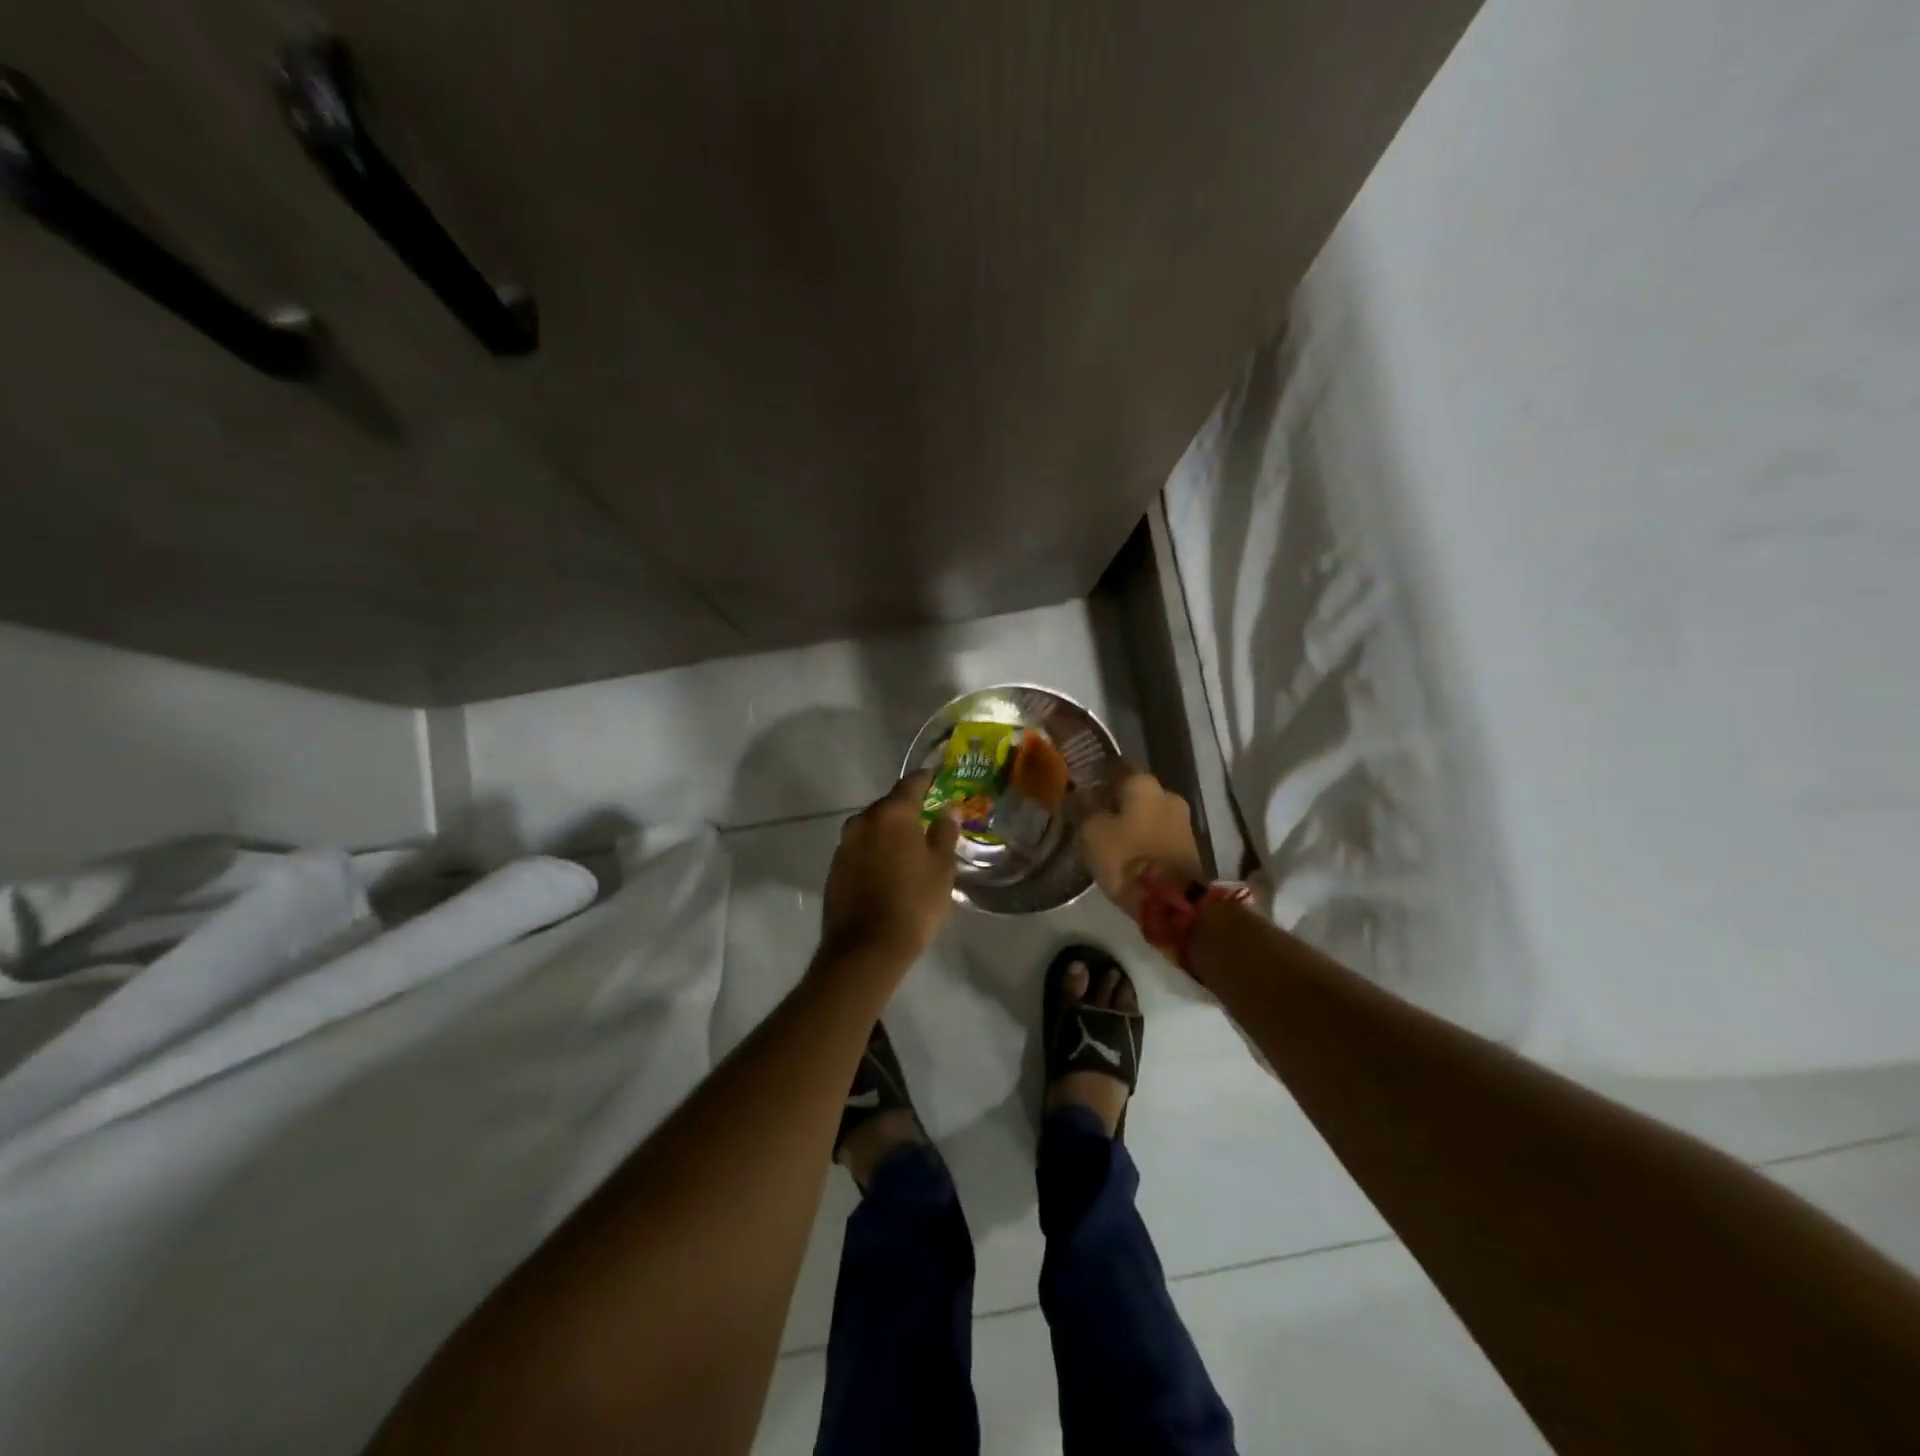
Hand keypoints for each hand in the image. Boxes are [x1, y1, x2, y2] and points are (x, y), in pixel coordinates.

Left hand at [819, 773, 961, 968]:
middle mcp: (863, 822)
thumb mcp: (941, 869)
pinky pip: (860, 848)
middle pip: (888, 805)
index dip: (927, 779)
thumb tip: (948, 811)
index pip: (911, 784)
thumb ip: (944, 834)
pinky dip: (874, 850)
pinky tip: (887, 868)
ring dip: (888, 831)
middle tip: (927, 818)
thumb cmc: (913, 904)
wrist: (865, 949)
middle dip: (907, 808)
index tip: (938, 777)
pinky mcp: (834, 868)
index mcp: (892, 815)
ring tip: (908, 845)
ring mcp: (844, 845)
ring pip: (871, 827)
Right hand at [1077, 769, 1202, 911]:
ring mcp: (1183, 821)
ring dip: (1131, 823)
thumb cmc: (1126, 858)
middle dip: (1116, 803)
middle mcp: (1168, 794)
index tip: (1081, 790)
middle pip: (1135, 793)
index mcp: (1144, 783)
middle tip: (1093, 817)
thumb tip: (1079, 795)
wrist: (1172, 901)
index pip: (1116, 769)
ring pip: (1149, 814)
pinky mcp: (1189, 847)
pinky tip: (1127, 852)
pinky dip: (1144, 840)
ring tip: (1109, 838)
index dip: (1096, 779)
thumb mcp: (1091, 832)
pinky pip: (1159, 835)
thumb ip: (1084, 808)